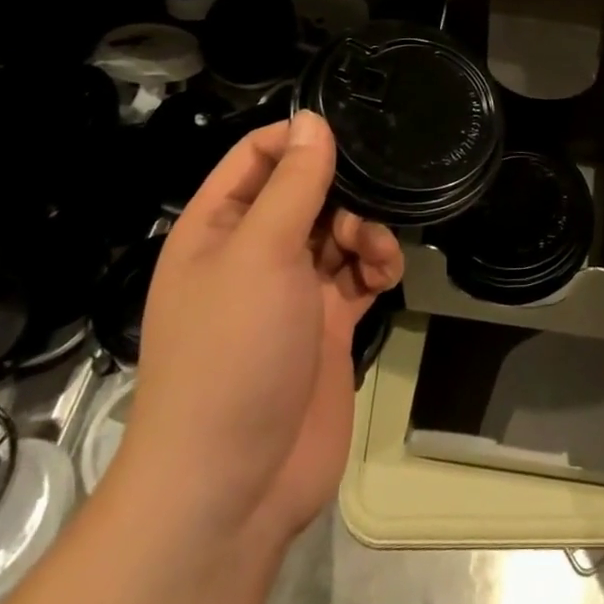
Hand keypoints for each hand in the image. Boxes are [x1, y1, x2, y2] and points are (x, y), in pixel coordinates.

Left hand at [113, 112, 402, 549]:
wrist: (235, 485)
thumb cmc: (233, 353)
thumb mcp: (261, 254)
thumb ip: (294, 183)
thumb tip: (311, 118)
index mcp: (217, 228)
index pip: (258, 156)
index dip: (299, 139)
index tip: (349, 136)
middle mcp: (253, 252)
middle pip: (308, 191)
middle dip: (344, 192)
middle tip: (364, 209)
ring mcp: (292, 290)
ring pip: (340, 230)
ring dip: (366, 230)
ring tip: (372, 253)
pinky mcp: (328, 323)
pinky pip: (359, 272)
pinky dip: (377, 265)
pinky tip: (386, 275)